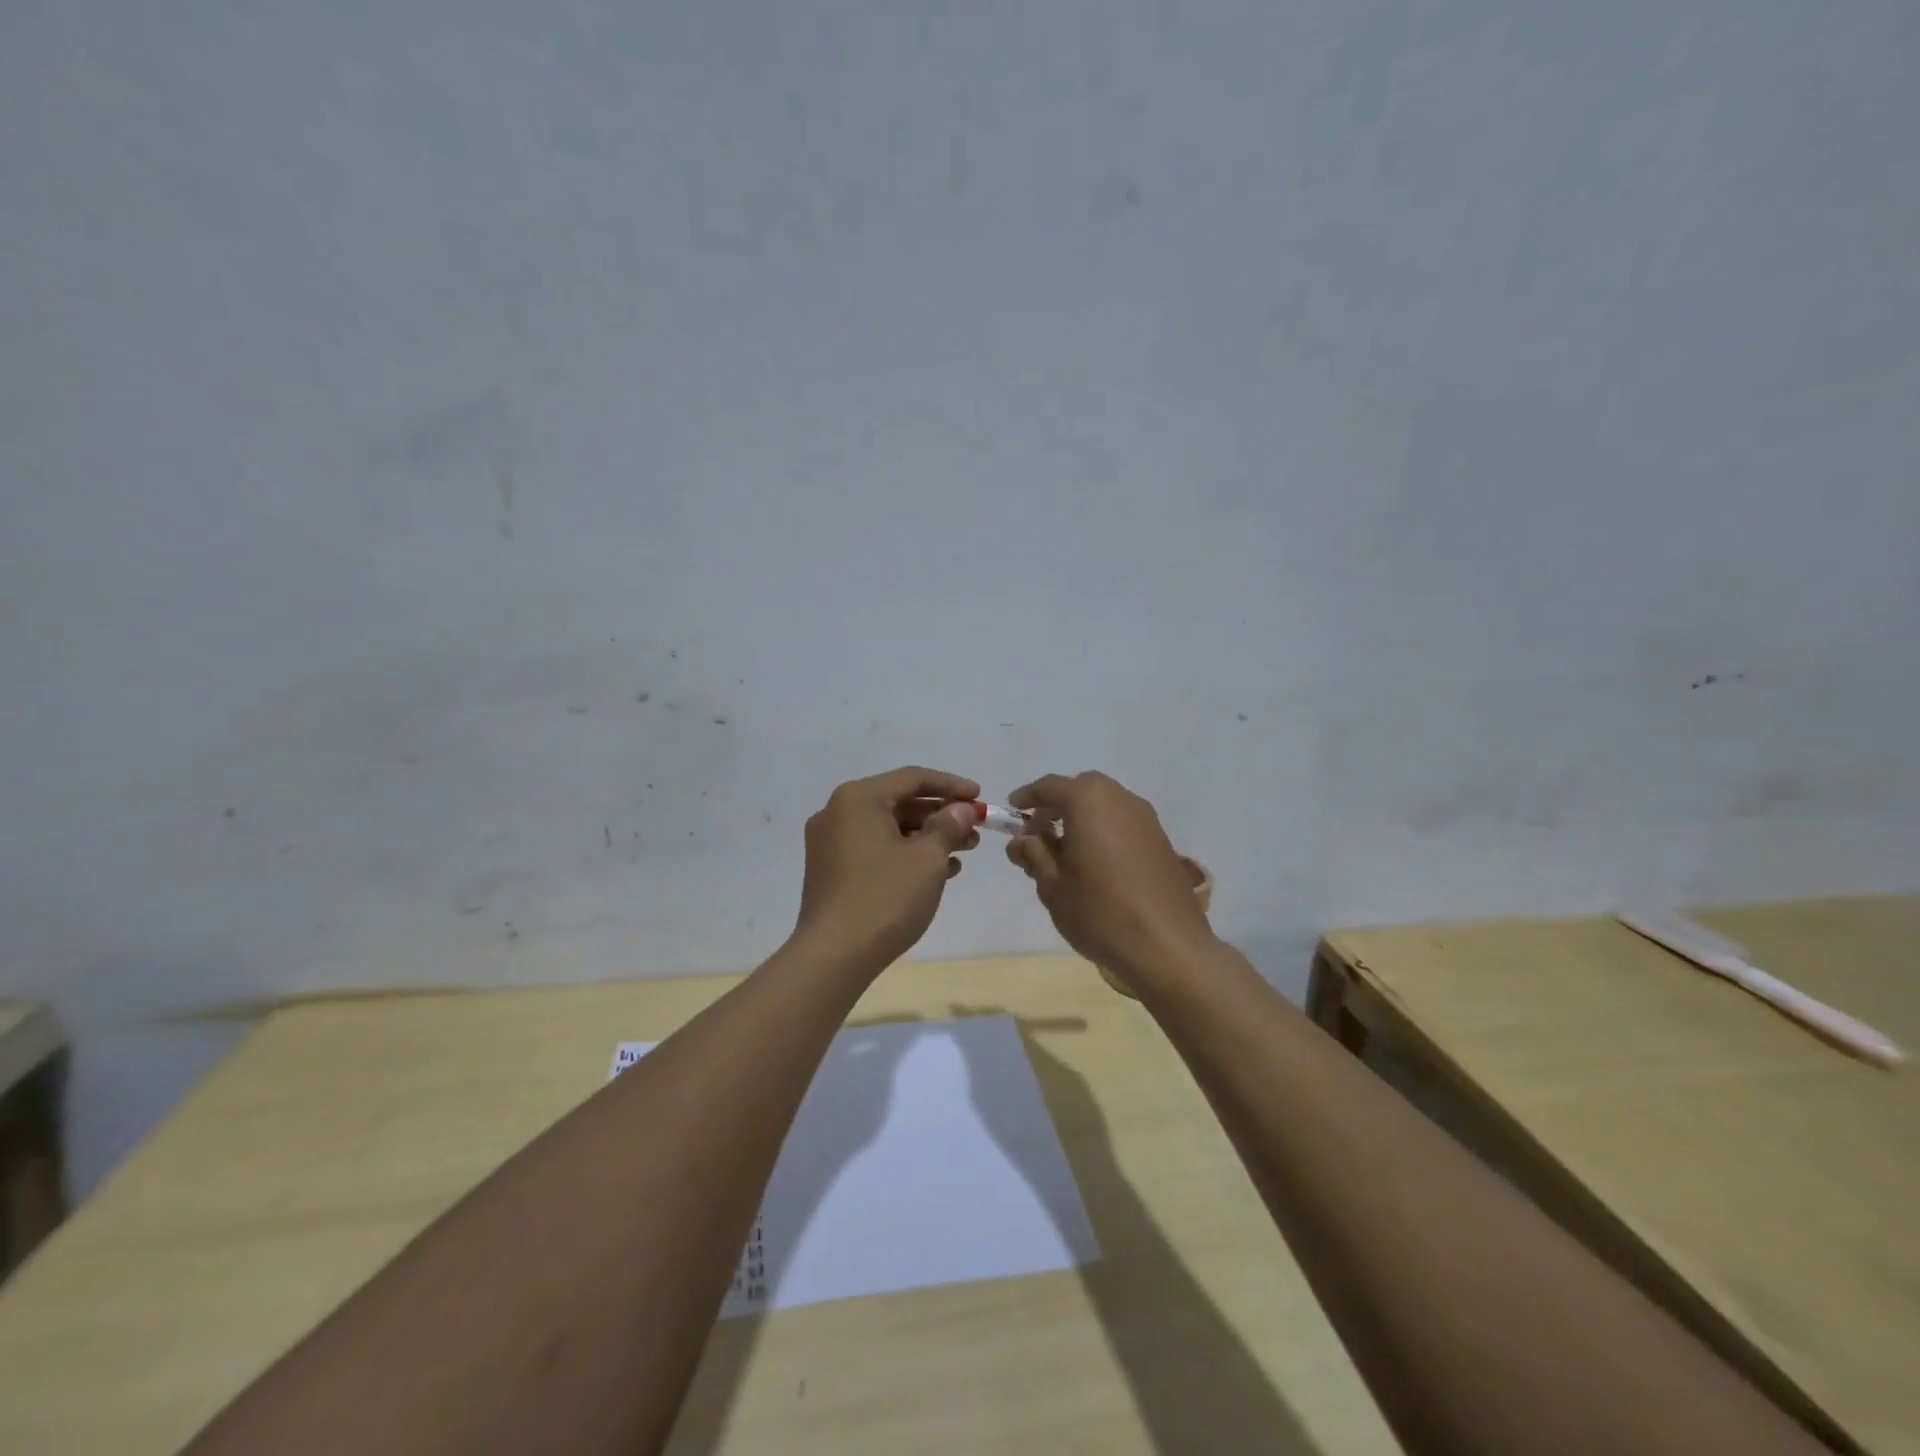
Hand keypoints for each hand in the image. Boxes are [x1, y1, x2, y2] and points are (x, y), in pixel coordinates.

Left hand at [793, 766, 981, 970]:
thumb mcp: (927, 858)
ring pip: (888, 828)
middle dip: (940, 815)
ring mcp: (830, 842)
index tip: (979, 798)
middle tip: (974, 829)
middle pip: (899, 802)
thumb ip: (948, 826)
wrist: (834, 956)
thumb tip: (960, 809)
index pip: (913, 778)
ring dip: (927, 836)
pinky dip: (905, 854)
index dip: (951, 785)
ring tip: (964, 852)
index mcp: (858, 798)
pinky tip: (938, 871)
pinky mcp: (831, 870)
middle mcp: (838, 812)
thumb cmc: (885, 897)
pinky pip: (875, 849)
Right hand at [1006, 771, 1215, 987]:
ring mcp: (1146, 819)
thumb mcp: (1052, 885)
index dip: (1027, 798)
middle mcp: (1119, 798)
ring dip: (1082, 819)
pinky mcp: (1162, 840)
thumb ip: (1033, 854)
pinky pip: (1124, 823)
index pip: (1049, 787)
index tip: (1012, 812)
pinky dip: (1104, 831)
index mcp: (1088, 801)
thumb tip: (1021, 840)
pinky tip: (1097, 865)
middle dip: (1057, 806)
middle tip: (1038, 835)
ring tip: (1066, 854)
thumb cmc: (1099, 911)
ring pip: (1105, 805)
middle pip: (1081, 790)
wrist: (1168, 946)